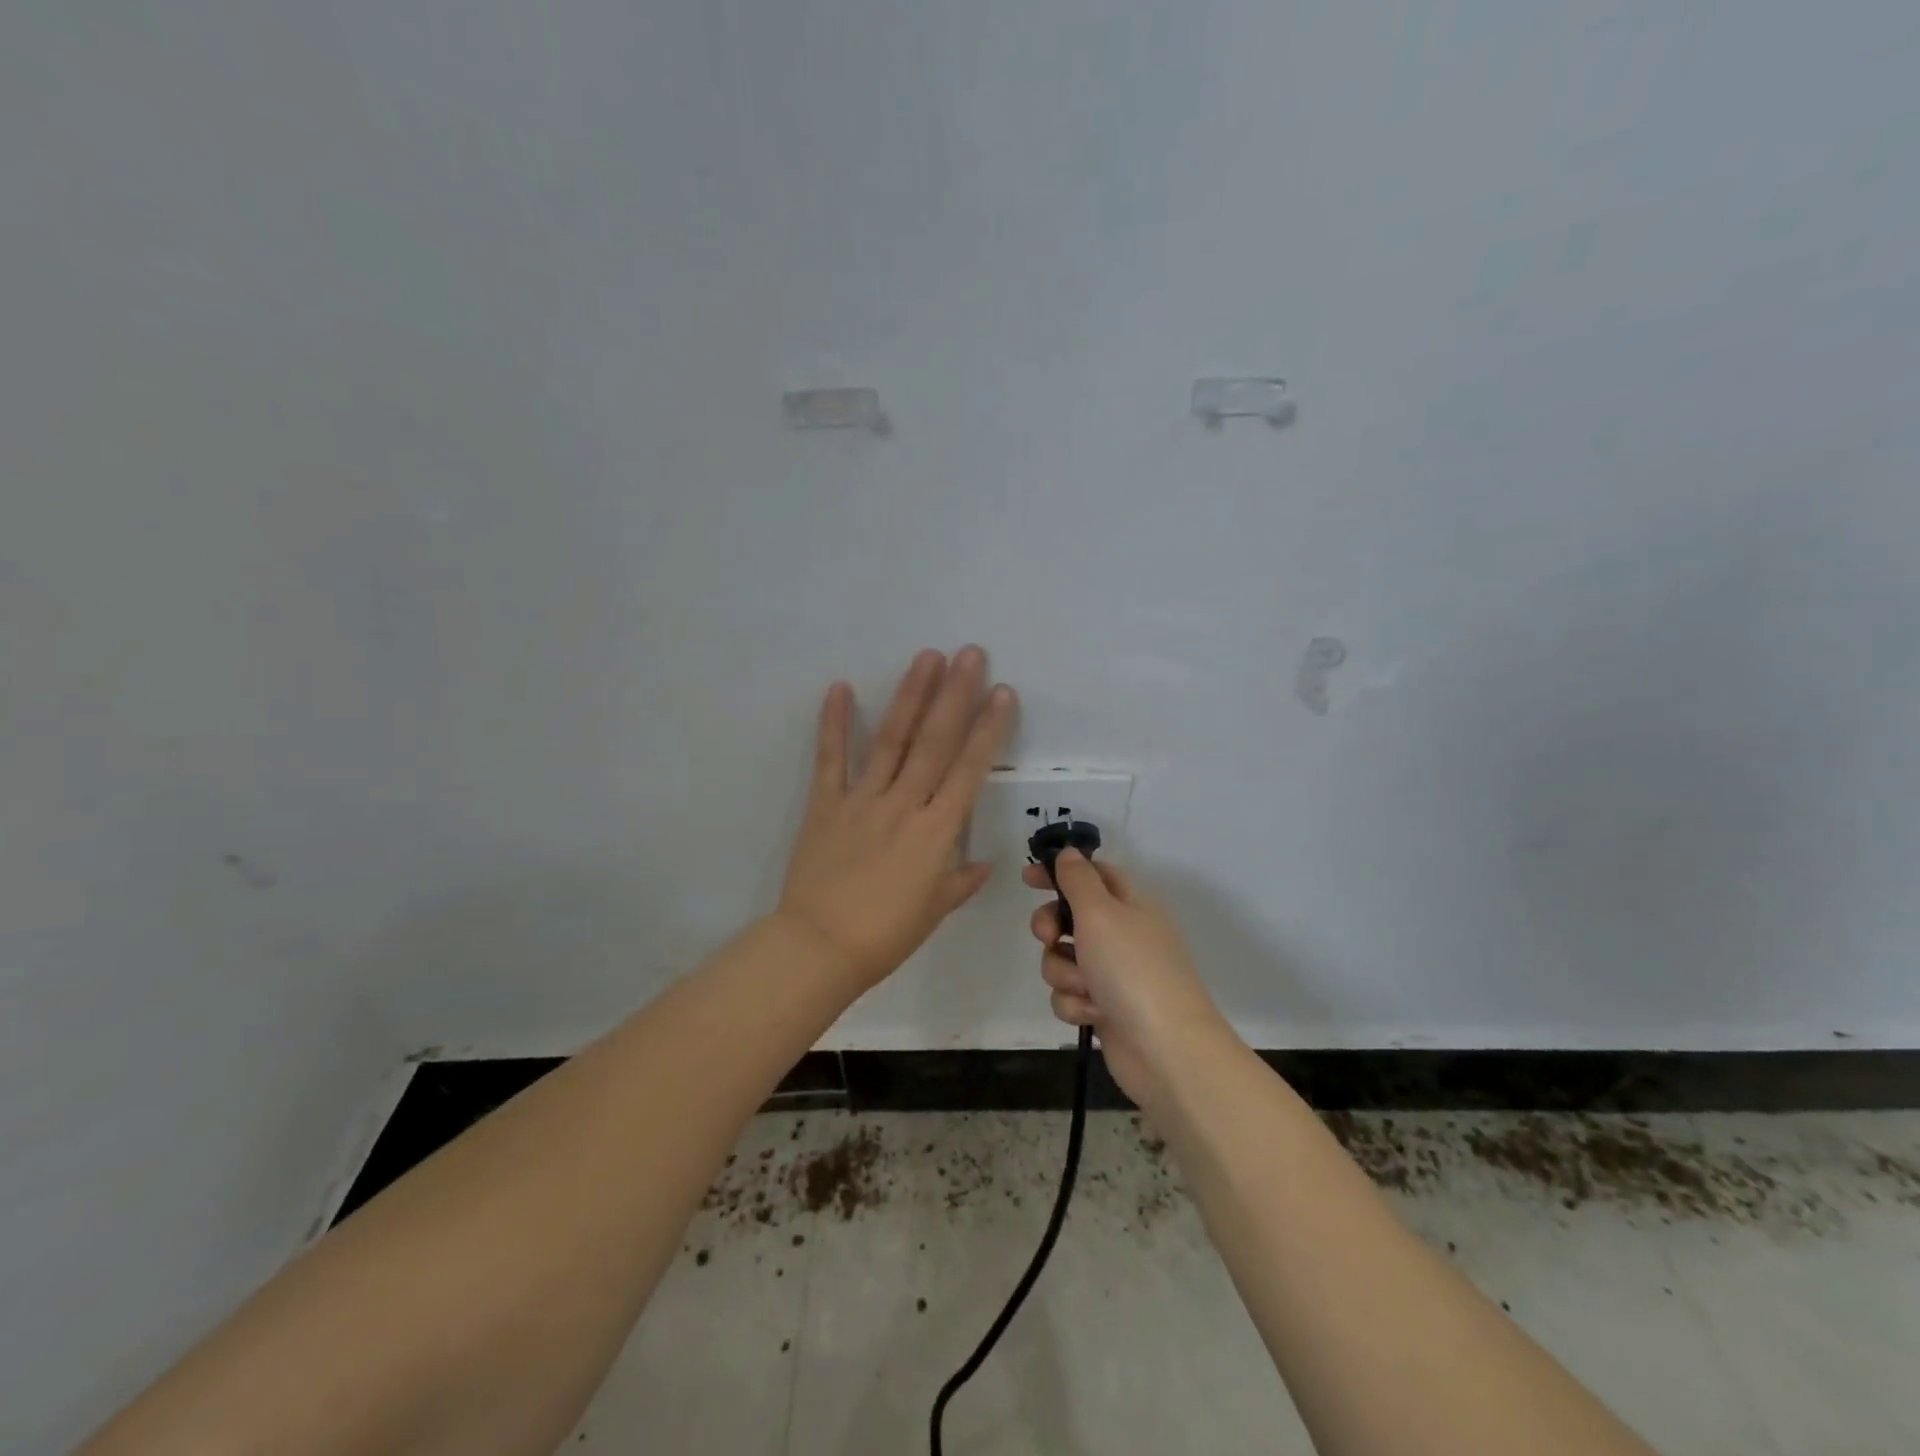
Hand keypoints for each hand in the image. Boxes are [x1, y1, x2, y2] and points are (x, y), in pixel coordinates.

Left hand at [778, 647, 1016, 991]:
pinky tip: (840, 687)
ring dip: (910, 696)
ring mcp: (862, 800)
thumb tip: (984, 864)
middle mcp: (904, 804)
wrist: (820, 948)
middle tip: (969, 654)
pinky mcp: (826, 804)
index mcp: (936, 832)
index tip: (1002, 693)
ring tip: (926, 658)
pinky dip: (834, 723)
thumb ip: (961, 881)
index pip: (969, 770)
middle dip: (955, 695)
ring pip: (891, 740)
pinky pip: (831, 759)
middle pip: (934, 742)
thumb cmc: (886, 935)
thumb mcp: (934, 910)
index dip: (988, 729)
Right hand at [1022, 850, 1225, 1105]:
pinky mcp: (1104, 1008)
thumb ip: (1078, 879)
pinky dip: (1075, 1004)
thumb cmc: (1132, 969)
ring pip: (1064, 959)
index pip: (1092, 873)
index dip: (1060, 872)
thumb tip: (1069, 853)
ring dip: (1064, 973)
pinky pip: (1070, 995)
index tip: (1027, 878)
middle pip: (1070, 917)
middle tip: (1049, 937)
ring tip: (1085, 988)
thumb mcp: (1101, 912)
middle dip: (1051, 927)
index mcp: (1131, 903)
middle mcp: (1123, 934)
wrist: (1165, 1049)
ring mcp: (1114, 974)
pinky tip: (1093, 1014)